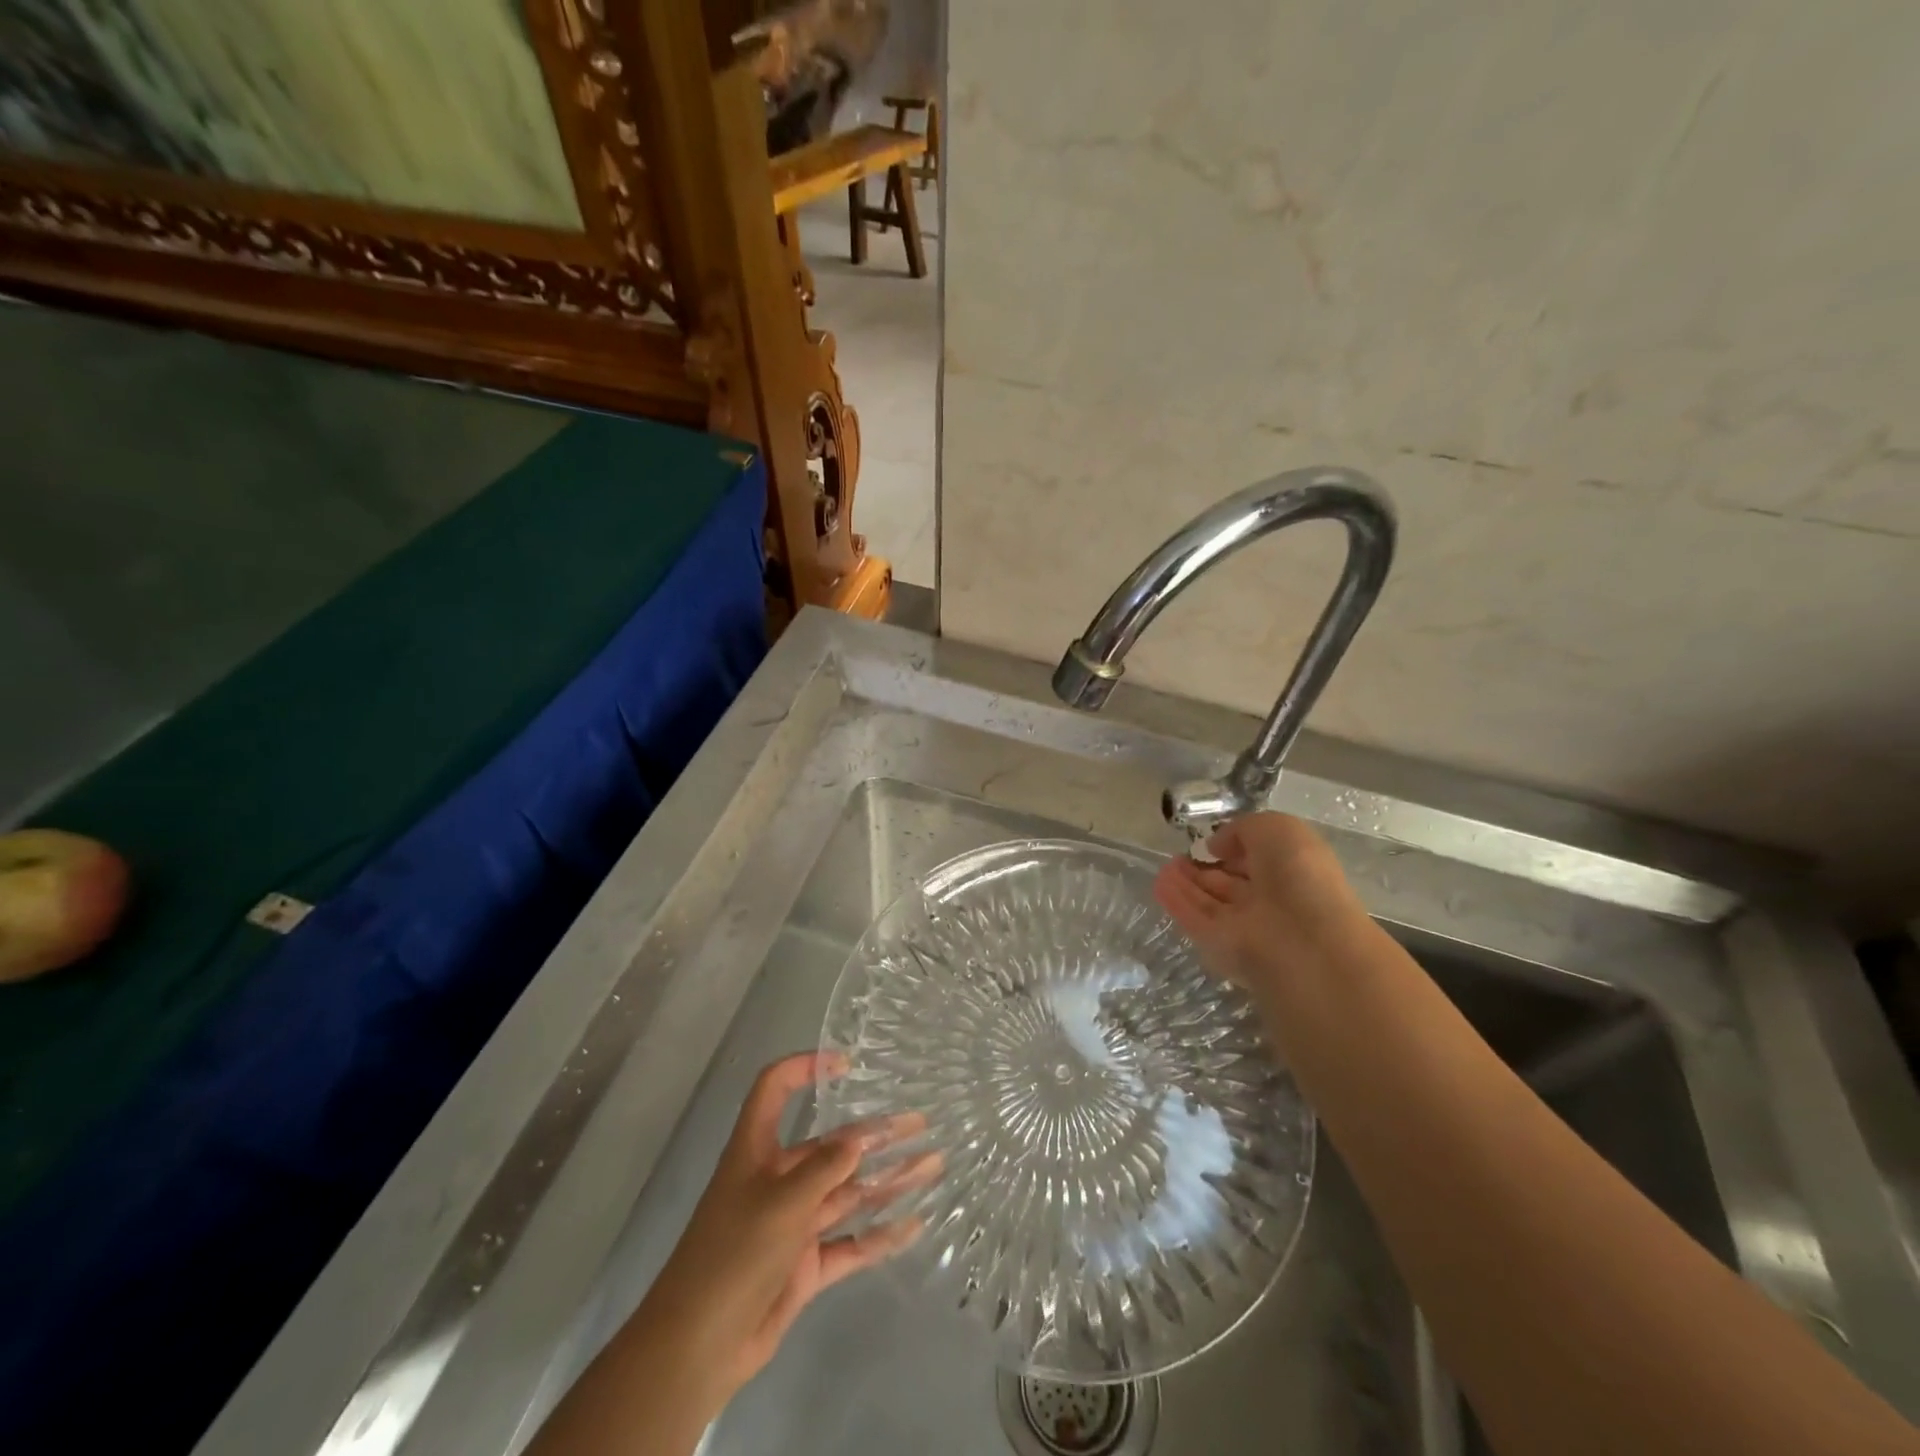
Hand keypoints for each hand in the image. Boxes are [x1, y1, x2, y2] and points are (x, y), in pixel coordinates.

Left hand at [643, 1052, 940, 1399]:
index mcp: (757, 1151)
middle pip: (831, 1146)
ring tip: (932, 1165)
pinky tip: (915, 1224)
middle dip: (875, 1134)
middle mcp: (778, 1180)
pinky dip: (880, 1236)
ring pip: (848, 1193)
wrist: (697, 1349)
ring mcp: (793, 1224)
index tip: (846, 1065)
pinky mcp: (804, 1266)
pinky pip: (850, 1244)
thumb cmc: (732, 1256)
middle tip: (920, 1123)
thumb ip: (825, 1169)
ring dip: (888, 1180)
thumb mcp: (781, 1202)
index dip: (804, 1068)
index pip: (775, 1090)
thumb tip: (859, 1138)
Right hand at [1153, 813, 1370, 1002]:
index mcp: (1295, 871)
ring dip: (1188, 883)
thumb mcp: (1276, 828)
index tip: (1211, 840)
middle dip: (1207, 868)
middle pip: (1233, 883)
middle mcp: (1272, 900)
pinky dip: (1178, 901)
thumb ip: (1242, 829)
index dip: (1236, 848)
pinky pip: (1197, 919)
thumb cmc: (1298, 875)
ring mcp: (1247, 926)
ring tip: (1165, 865)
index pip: (1260, 859)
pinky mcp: (1222, 946)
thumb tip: (1216, 846)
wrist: (1302, 940)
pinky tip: (1159, 883)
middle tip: (1180, 854)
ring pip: (1212, 901)